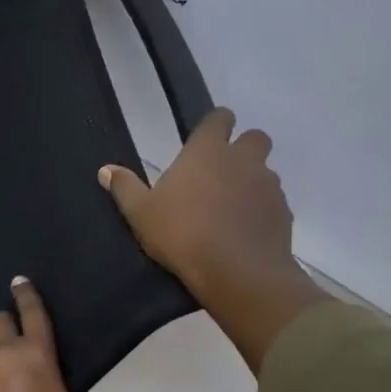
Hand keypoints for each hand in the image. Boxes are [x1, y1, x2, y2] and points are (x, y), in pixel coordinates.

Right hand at [100, 108, 328, 372]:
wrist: (238, 274)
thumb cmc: (182, 234)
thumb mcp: (141, 214)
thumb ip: (125, 188)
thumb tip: (106, 170)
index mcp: (207, 151)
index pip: (220, 117)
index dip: (215, 124)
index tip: (205, 138)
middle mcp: (243, 160)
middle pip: (255, 137)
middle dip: (243, 148)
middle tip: (222, 173)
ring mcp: (268, 186)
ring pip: (266, 172)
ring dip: (252, 182)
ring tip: (231, 209)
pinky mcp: (284, 214)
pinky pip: (274, 203)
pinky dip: (262, 212)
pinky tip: (246, 233)